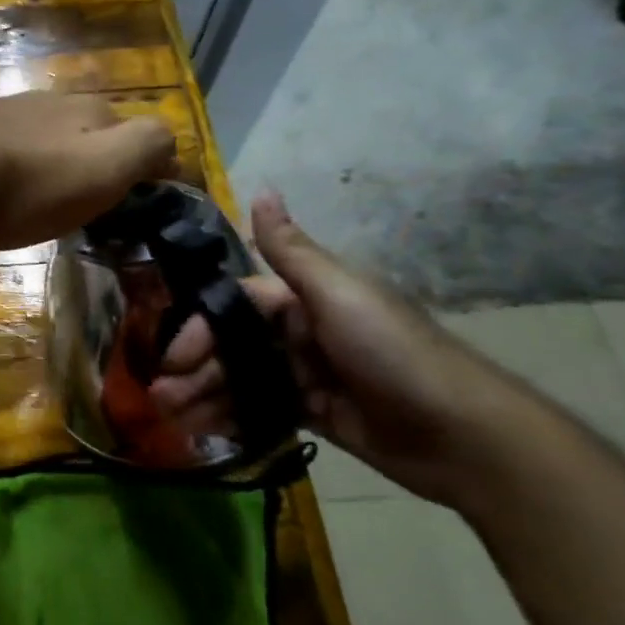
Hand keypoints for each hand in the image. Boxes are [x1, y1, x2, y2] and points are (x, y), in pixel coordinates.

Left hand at [0, 93, 176, 250]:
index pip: (140, 134)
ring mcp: (9, 115)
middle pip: (93, 134)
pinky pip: (12, 152)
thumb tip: (171, 148)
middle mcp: (53, 103)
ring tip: (51, 206)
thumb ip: (147, 147)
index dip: (149, 169)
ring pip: (50, 140)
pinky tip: (8, 194)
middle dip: (101, 165)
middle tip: (95, 210)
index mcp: (92, 111)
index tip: (144, 206)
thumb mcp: (106, 167)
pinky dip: (21, 171)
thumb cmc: (31, 183)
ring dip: (58, 167)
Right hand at [157, 192, 567, 505]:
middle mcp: (301, 331)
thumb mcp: (338, 294)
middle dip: (194, 369)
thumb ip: (292, 251)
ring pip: (241, 379)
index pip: (237, 305)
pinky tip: (203, 432)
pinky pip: (262, 410)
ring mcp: (308, 374)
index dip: (201, 328)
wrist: (464, 435)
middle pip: (233, 345)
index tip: (172, 358)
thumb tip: (262, 189)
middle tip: (161, 398)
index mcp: (305, 298)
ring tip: (172, 421)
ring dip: (204, 396)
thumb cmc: (393, 353)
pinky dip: (232, 418)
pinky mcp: (316, 413)